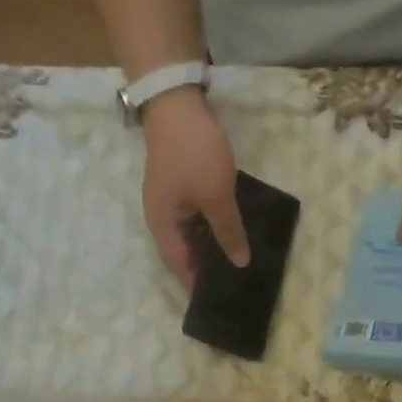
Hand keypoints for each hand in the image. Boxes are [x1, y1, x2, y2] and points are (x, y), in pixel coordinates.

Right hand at [142, 87, 246, 285]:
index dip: (198, 285)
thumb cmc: (194, 154)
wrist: (176, 101)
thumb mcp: (216, 196)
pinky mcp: (182, 186)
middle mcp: (161, 219)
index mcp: (162, 227)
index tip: (221, 299)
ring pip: (192, 234)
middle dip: (207, 268)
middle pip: (184, 253)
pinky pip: (197, 216)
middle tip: (236, 282)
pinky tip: (233, 231)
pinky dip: (212, 226)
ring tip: (238, 261)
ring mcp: (171, 201)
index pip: (180, 268)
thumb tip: (240, 263)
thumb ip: (229, 232)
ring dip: (212, 246)